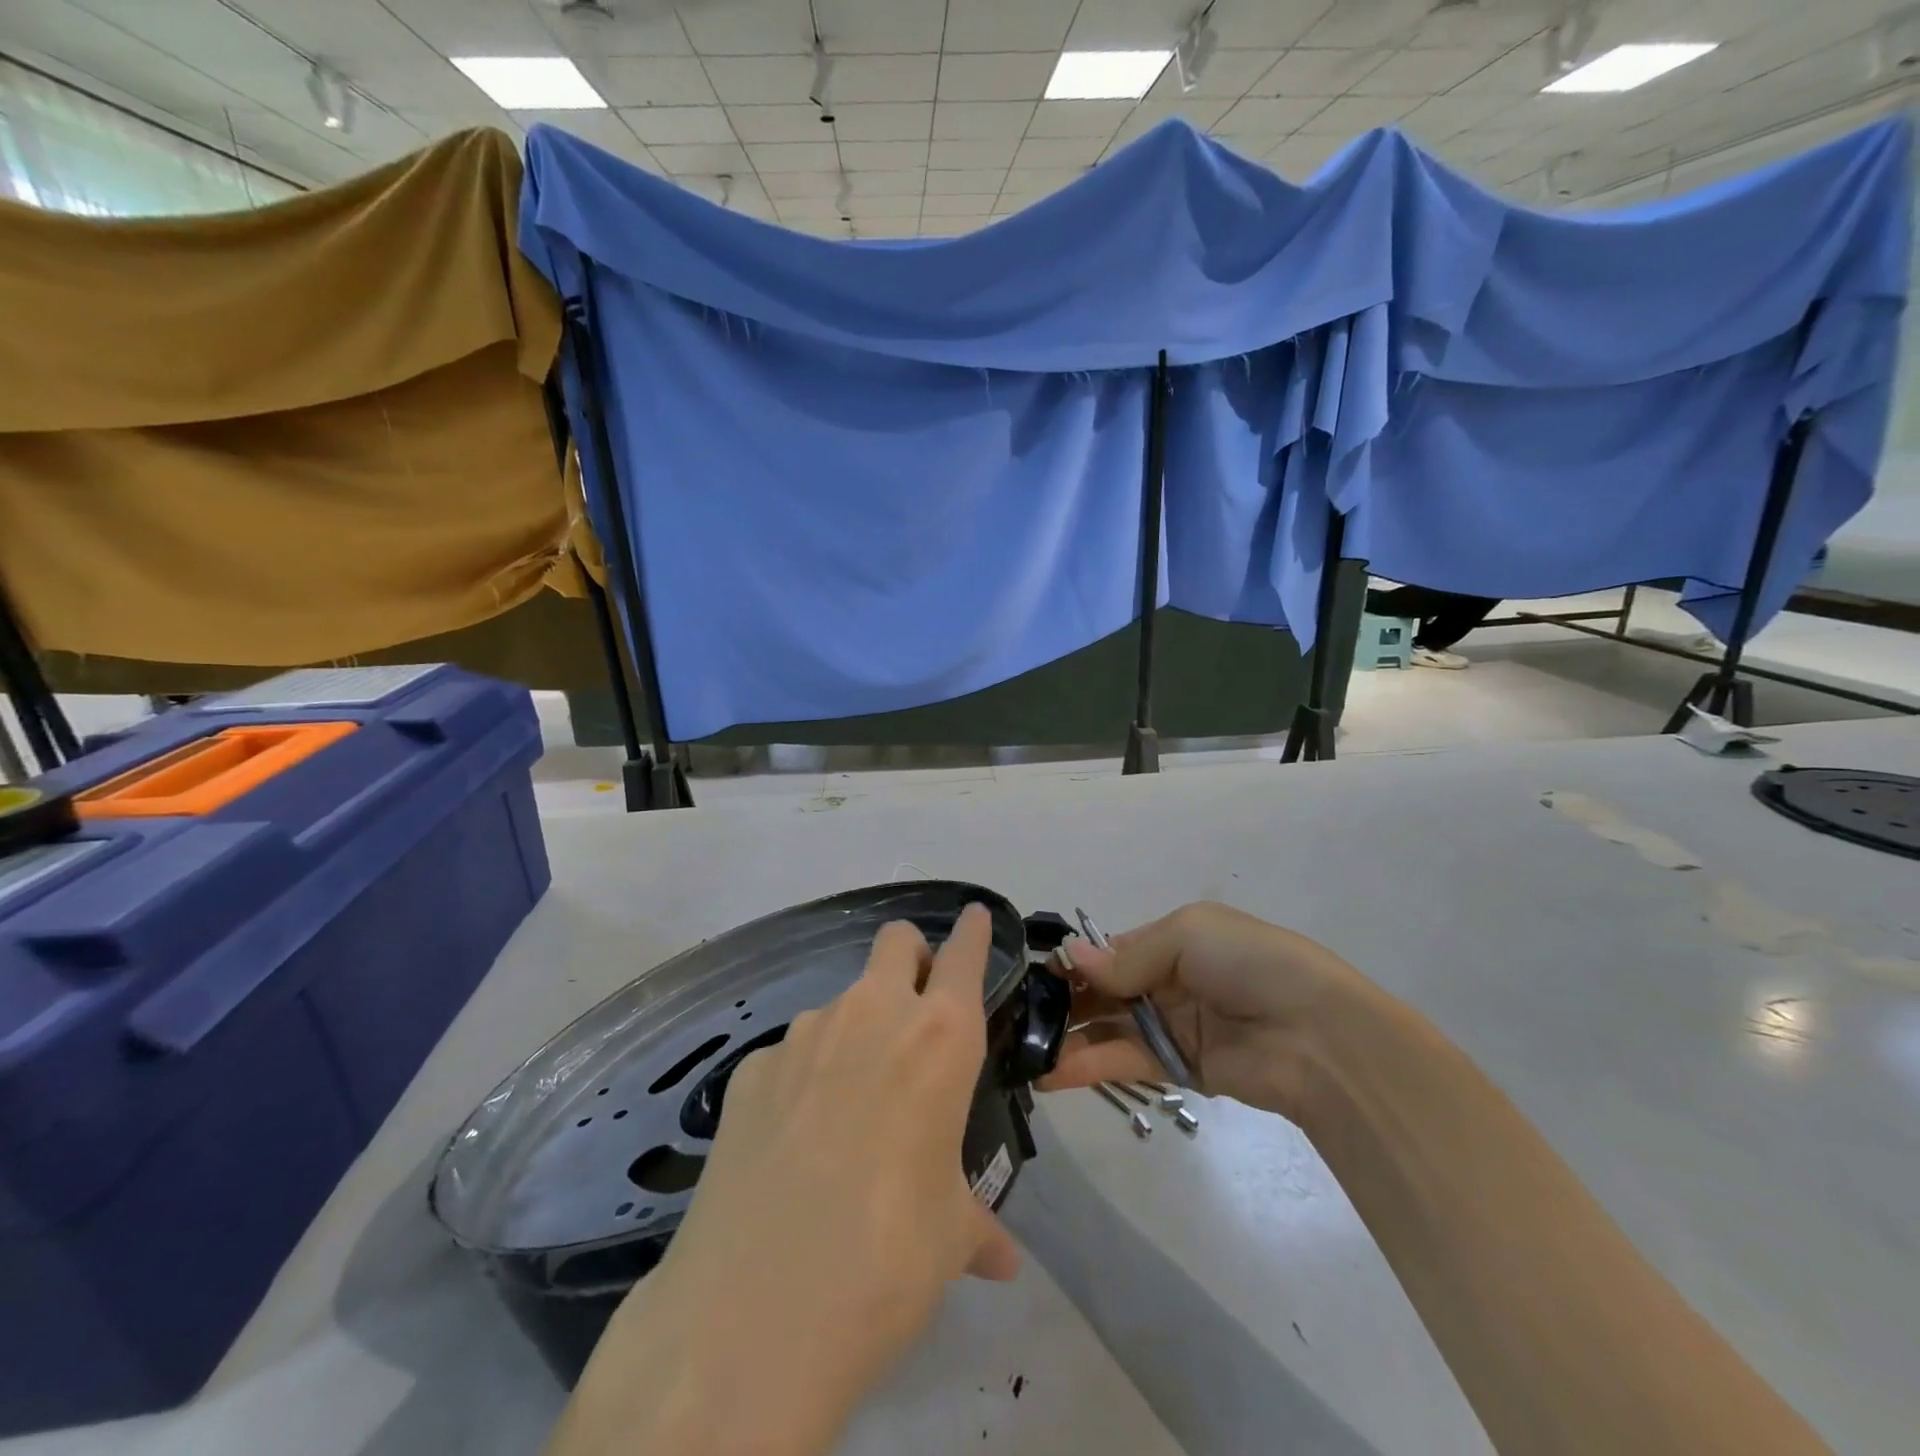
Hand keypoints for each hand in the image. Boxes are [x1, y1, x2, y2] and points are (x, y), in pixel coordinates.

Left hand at [570, 904, 1020, 1455]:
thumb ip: (978, 1227)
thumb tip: (1001, 1260)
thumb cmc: (888, 1258)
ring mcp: (803, 1034)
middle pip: (895, 940)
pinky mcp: (750, 1069)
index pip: (964, 954)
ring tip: (849, 1105)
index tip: (974, 917)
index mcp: (939, 1037)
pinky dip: (802, 1077)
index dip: (972, 931)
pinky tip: (793, 1140)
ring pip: (841, 1001)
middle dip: (911, 956)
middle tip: (916, 1007)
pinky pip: (790, 1054)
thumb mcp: (949, 1237)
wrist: (755, 1311)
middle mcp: (872, 1014)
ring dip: (855, 1029)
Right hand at [1042, 901, 1360, 1121]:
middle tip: (1017, 1016)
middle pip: (1103, 990)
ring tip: (1022, 1052)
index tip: (1032, 975)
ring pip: (1106, 1028)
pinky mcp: (1175, 1070)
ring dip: (1067, 1038)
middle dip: (1064, 1001)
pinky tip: (1050, 1073)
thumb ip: (1127, 954)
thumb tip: (1071, 957)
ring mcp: (1169, 1027)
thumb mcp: (1188, 935)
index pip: (1110, 951)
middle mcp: (1165, 981)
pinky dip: (1087, 1066)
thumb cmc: (1250, 963)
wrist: (1317, 1036)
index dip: (1075, 962)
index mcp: (1171, 941)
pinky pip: (1123, 1061)